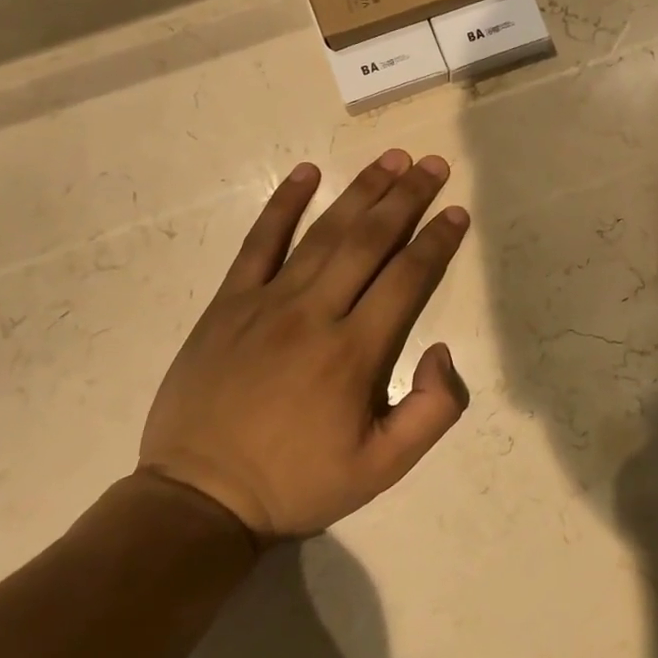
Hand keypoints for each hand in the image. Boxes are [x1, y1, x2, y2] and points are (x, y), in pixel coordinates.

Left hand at [139, 151, 470, 541]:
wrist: (200, 498)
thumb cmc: (298, 482)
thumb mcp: (382, 468)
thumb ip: (432, 411)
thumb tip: (442, 349)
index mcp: (355, 352)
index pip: (407, 278)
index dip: (437, 241)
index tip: (456, 212)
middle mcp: (315, 313)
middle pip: (370, 241)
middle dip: (407, 198)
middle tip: (433, 164)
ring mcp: (267, 302)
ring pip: (324, 233)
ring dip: (361, 191)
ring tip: (391, 159)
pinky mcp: (229, 302)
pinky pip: (259, 242)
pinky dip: (283, 204)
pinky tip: (306, 172)